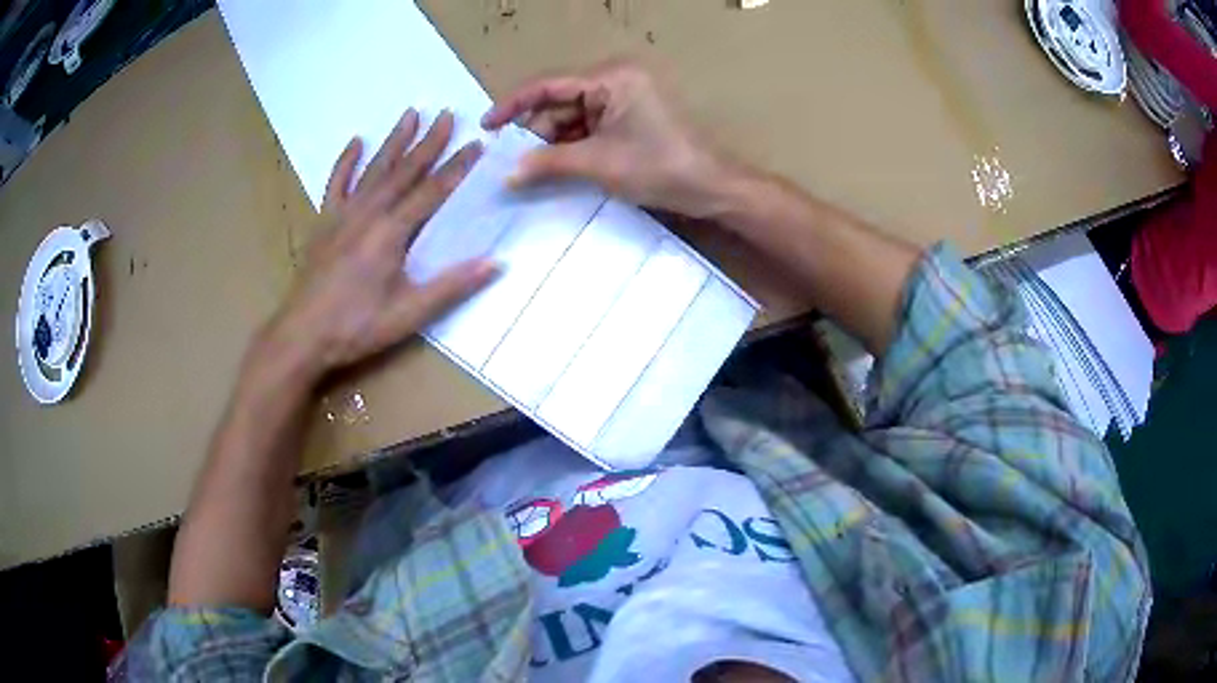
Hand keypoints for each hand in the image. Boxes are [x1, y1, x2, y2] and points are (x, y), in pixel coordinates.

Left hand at [262, 109, 496, 378]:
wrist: (301, 335)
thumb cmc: (356, 328)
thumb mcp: (409, 314)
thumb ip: (452, 286)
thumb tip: (496, 264)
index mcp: (392, 233)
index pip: (432, 191)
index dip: (457, 166)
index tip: (478, 142)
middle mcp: (369, 213)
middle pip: (404, 170)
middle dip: (429, 141)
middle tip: (449, 114)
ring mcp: (343, 215)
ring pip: (374, 169)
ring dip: (394, 141)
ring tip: (411, 113)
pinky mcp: (324, 223)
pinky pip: (336, 184)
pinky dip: (346, 161)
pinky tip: (356, 141)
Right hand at [482, 60, 731, 217]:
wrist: (711, 188)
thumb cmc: (659, 168)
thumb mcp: (597, 164)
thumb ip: (548, 164)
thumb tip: (506, 174)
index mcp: (610, 78)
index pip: (549, 85)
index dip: (513, 104)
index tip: (487, 126)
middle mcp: (615, 81)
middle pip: (559, 101)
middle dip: (535, 131)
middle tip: (509, 161)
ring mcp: (623, 99)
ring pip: (571, 117)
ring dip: (551, 143)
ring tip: (529, 171)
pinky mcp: (628, 118)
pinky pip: (588, 128)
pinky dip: (570, 147)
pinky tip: (554, 168)